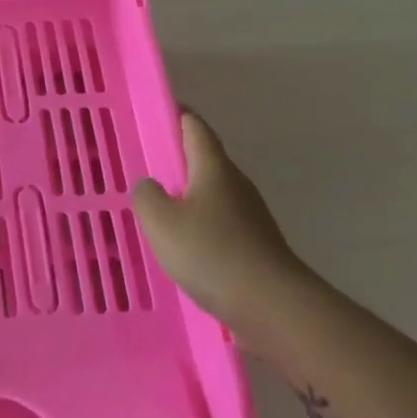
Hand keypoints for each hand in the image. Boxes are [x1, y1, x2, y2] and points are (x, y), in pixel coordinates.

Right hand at [133, 111, 309, 334]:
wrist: (272, 305)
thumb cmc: (211, 253)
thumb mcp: (161, 221)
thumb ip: (146, 196)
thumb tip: (150, 186)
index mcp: (214, 168)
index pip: (195, 127)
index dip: (176, 115)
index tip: (156, 112)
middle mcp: (236, 184)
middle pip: (205, 160)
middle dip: (177, 159)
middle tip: (145, 164)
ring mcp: (250, 216)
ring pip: (211, 194)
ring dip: (186, 195)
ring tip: (157, 208)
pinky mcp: (254, 245)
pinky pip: (219, 223)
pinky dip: (198, 224)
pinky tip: (181, 245)